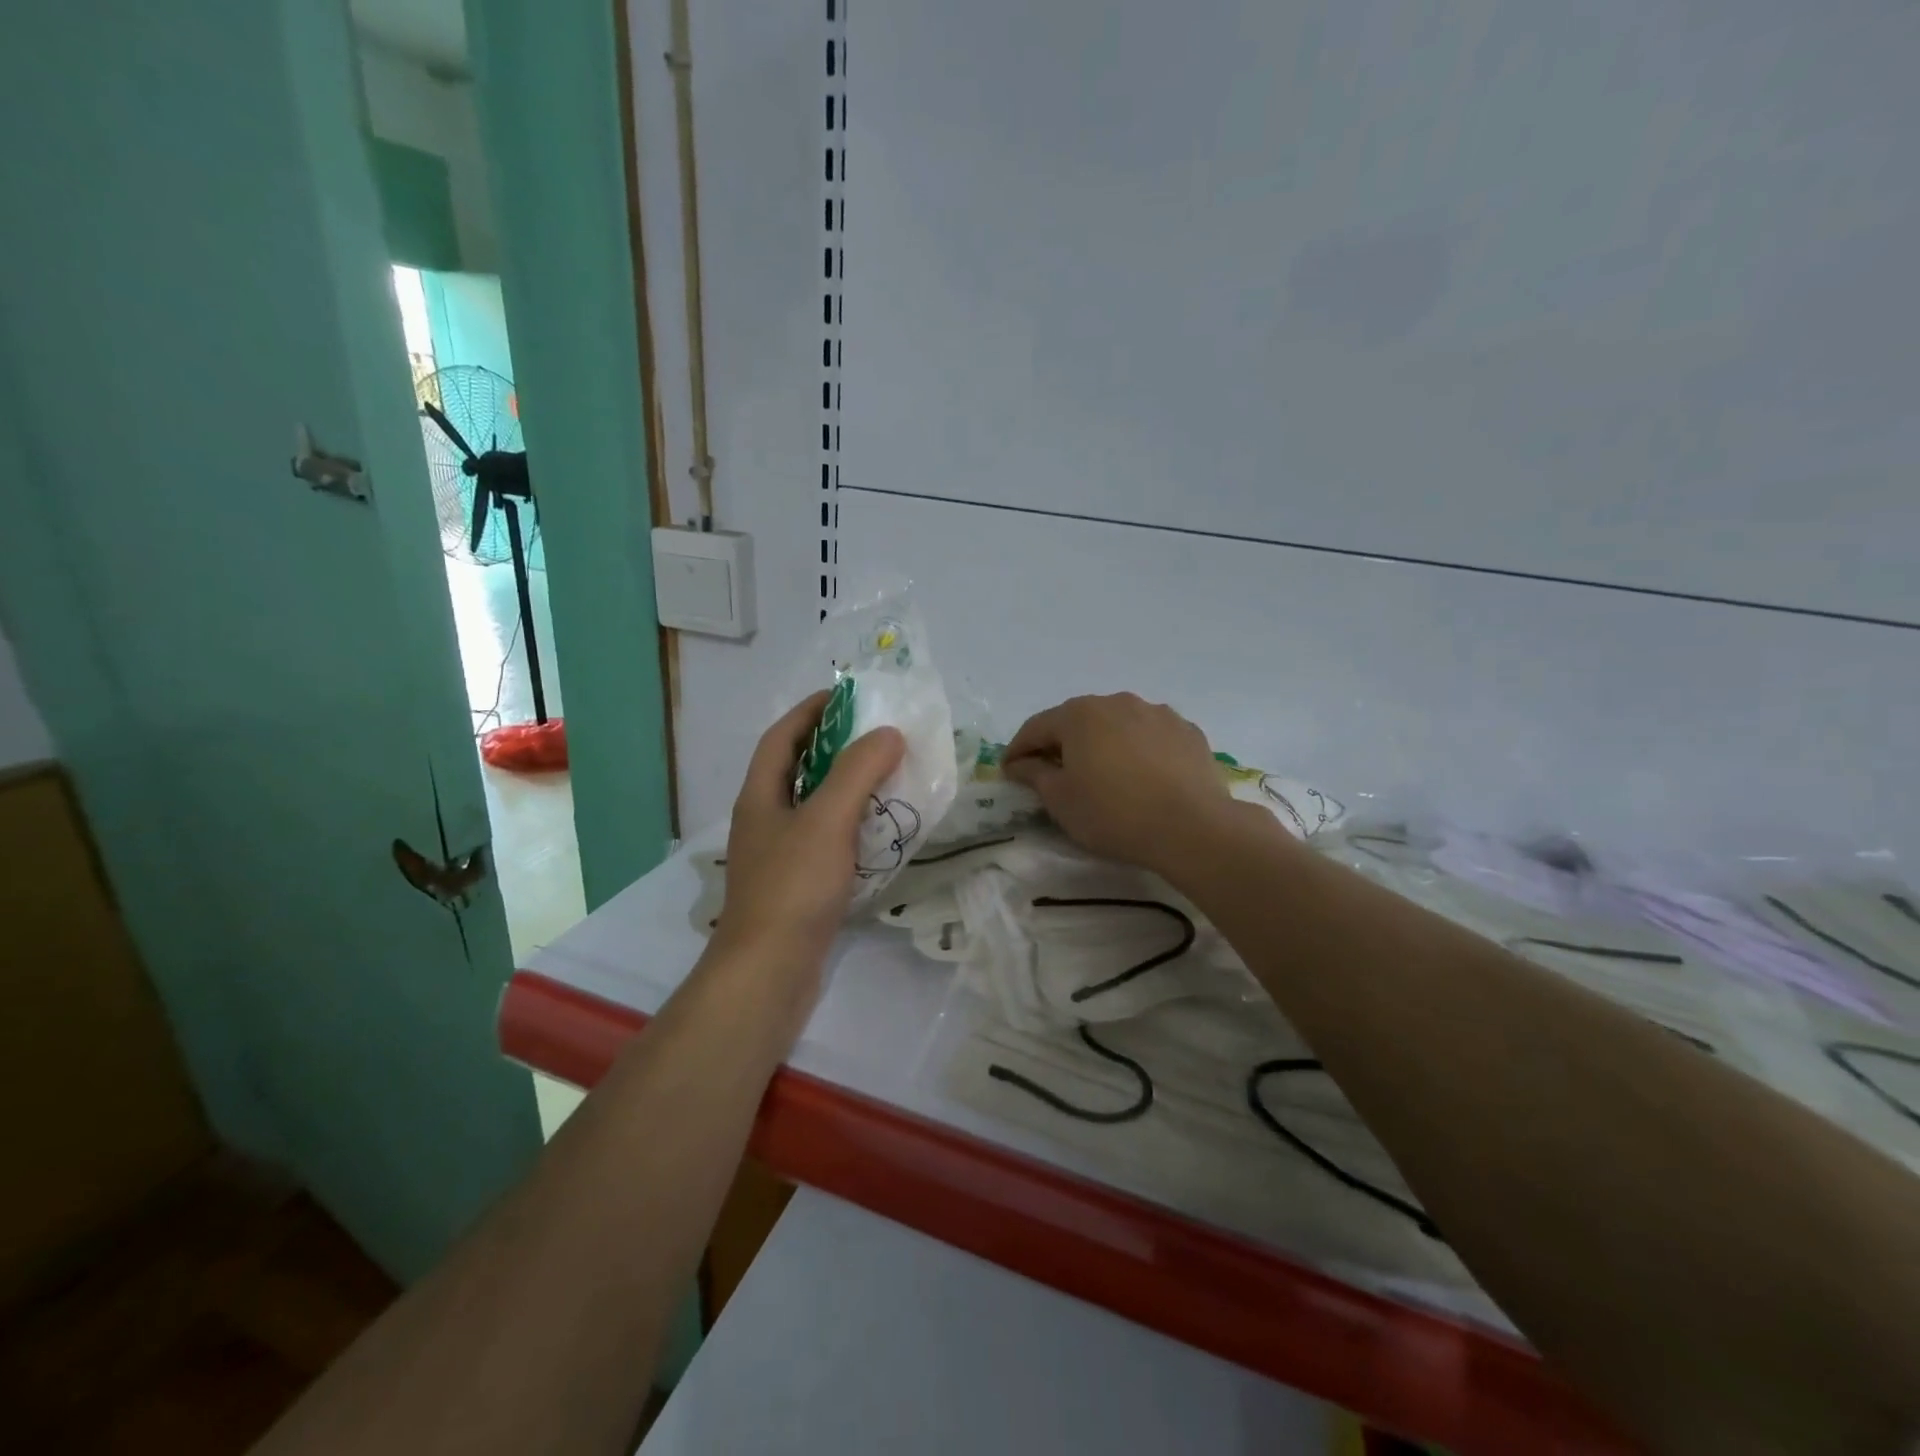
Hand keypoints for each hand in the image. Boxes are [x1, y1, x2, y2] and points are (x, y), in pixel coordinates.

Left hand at [712, 692, 905, 979]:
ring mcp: (778, 856)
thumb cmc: (793, 886)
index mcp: (760, 796)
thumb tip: (888, 732)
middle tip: (877, 734)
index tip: (847, 694)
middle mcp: (764, 820)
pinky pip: (826, 840)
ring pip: (814, 806)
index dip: (811, 710)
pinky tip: (879, 831)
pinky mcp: (796, 886)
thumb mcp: (828, 819)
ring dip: (846, 786)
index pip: (782, 737)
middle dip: (833, 746)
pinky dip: (851, 825)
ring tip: (886, 776)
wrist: (769, 972)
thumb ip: (858, 771)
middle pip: (797, 769)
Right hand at [1002, 693, 1248, 878]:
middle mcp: (1117, 701)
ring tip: (1102, 773)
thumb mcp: (1061, 800)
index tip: (1009, 771)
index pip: (1036, 727)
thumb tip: (1019, 763)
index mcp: (1079, 714)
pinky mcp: (1187, 731)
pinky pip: (1150, 736)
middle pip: (1077, 721)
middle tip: (1052, 773)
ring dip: (1102, 744)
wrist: (1192, 827)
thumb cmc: (1113, 813)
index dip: (1018, 750)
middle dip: (1060, 744)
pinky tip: (1141, 776)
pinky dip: (1137, 750)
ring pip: (1117, 725)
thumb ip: (1034, 775)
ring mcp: (1157, 713)